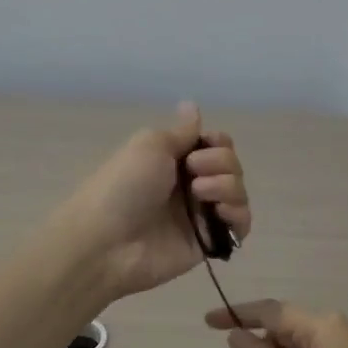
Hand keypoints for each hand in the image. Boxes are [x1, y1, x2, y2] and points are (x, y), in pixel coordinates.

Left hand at [59, 103, 251, 299]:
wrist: (107, 241)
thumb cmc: (124, 186)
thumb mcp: (150, 145)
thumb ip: (181, 131)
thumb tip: (192, 104)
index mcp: (175, 159)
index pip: (216, 144)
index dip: (217, 142)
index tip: (201, 146)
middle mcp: (191, 184)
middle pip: (232, 165)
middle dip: (220, 162)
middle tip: (192, 171)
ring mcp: (201, 214)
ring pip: (238, 192)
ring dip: (227, 186)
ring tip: (200, 195)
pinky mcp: (209, 242)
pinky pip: (240, 225)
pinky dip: (238, 215)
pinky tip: (220, 214)